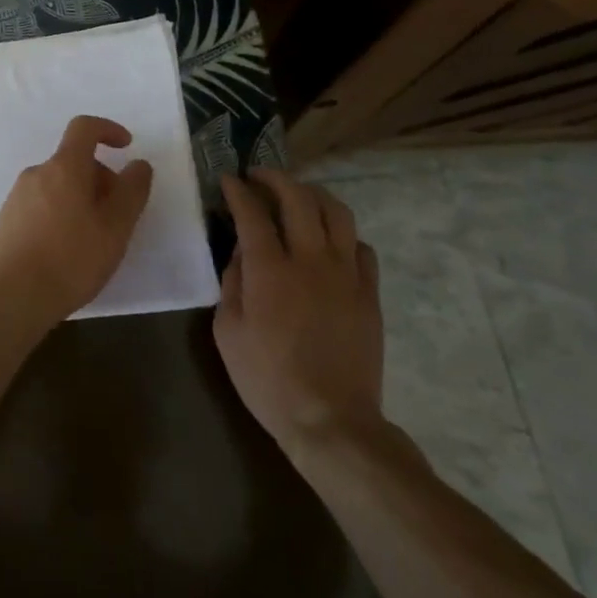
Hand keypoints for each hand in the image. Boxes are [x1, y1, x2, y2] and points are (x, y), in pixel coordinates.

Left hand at [0, 115, 153, 330]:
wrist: (13, 297)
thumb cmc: (72, 259)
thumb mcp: (115, 228)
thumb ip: (132, 191)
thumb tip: (138, 164)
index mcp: (64, 168)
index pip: (84, 128)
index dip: (108, 130)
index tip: (126, 147)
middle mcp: (36, 173)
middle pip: (73, 162)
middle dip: (99, 179)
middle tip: (116, 216)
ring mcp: (16, 197)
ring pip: (57, 186)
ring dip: (79, 199)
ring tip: (92, 239)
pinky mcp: (5, 221)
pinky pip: (39, 206)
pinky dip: (58, 215)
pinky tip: (64, 251)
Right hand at [213, 169, 384, 457]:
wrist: (331, 420)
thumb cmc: (267, 379)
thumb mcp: (227, 331)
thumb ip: (232, 282)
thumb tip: (241, 252)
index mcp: (269, 270)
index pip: (252, 212)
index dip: (239, 190)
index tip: (229, 179)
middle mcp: (310, 260)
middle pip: (298, 198)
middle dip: (275, 178)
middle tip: (259, 177)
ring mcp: (346, 274)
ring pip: (337, 213)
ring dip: (313, 195)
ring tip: (298, 196)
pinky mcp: (369, 293)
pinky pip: (361, 246)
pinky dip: (343, 234)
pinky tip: (330, 241)